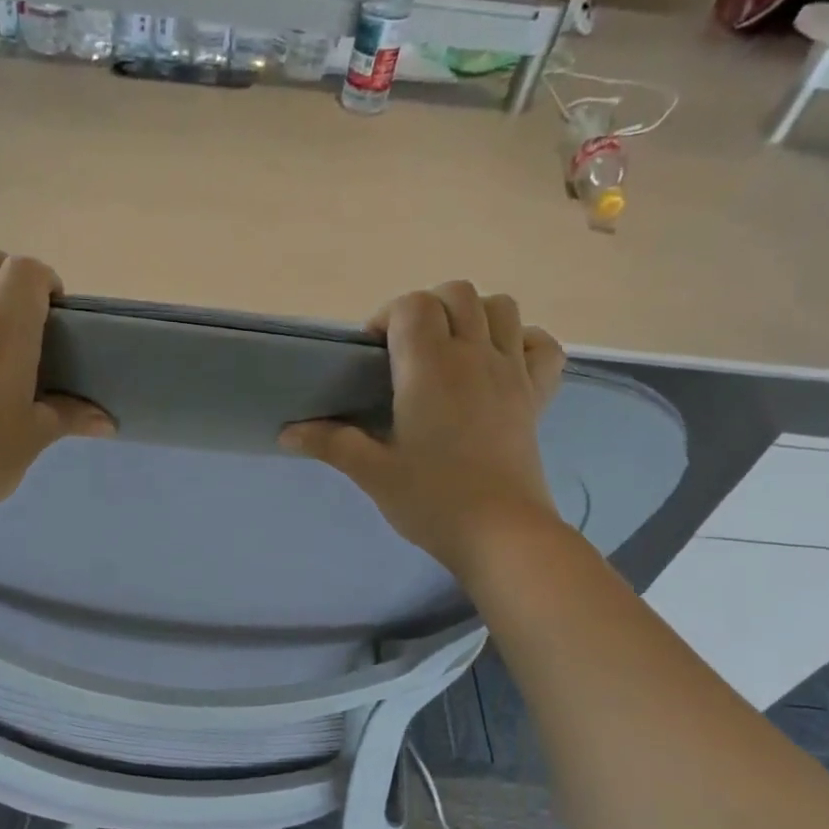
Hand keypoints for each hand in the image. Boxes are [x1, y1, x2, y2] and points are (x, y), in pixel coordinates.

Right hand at [281, 284, 564, 577]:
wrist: (500, 534)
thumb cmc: (432, 500)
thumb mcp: (371, 472)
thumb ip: (330, 443)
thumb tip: (286, 432)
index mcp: (430, 368)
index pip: (412, 305)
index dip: (387, 317)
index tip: (373, 354)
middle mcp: (474, 356)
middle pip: (458, 293)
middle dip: (427, 308)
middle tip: (406, 350)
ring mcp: (512, 373)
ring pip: (502, 307)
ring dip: (473, 316)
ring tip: (450, 352)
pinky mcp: (536, 396)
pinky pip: (541, 346)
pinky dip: (521, 342)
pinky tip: (498, 365)